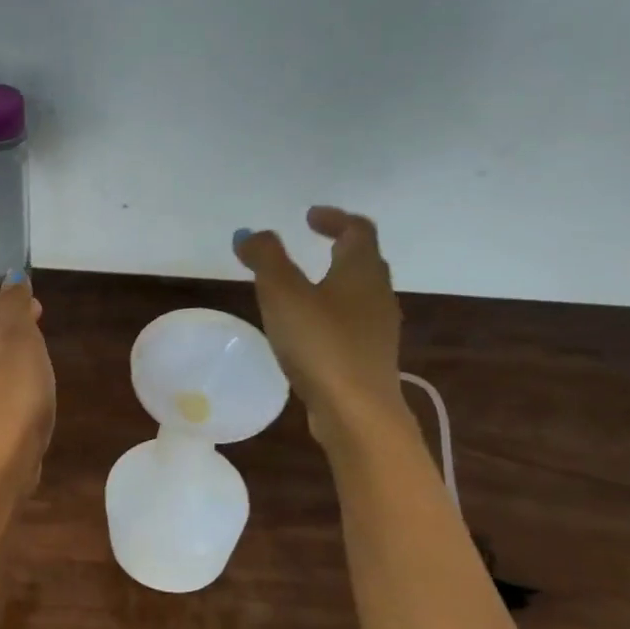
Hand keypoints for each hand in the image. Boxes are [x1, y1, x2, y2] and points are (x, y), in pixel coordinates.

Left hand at [0, 277, 55, 487]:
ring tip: (41, 348)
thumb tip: (11, 277)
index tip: (16, 295)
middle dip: (4, 321)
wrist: (3, 462)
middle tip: (37, 317)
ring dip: (11, 348)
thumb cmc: (14, 397)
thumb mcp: (20, 344)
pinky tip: (36, 386)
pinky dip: (14, 375)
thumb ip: (16, 309)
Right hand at [233, 208, 405, 445]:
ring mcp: (377, 330)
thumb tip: (251, 234)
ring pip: (358, 295)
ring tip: (301, 289)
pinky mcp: (369, 359)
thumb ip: (266, 259)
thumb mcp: (283, 294)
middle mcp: (378, 295)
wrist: (356, 411)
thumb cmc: (320, 344)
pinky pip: (351, 324)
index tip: (308, 217)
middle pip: (363, 261)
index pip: (358, 230)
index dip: (334, 218)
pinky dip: (331, 315)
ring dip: (333, 283)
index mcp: (362, 271)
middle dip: (337, 248)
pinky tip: (308, 332)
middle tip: (308, 246)